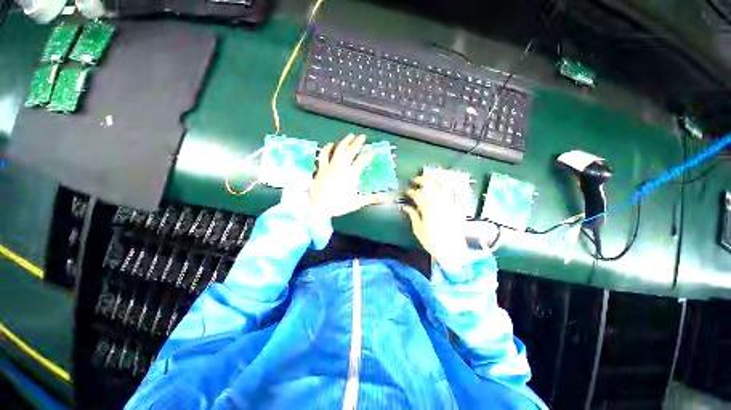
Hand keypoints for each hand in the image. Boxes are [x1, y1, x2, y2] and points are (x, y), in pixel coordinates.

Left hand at [310, 134, 388, 218]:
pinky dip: (327, 148)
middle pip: (350, 151)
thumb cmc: (339, 205)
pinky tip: (330, 144)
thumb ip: (371, 198)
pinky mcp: (321, 169)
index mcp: (351, 175)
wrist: (319, 208)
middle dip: (357, 143)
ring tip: (350, 136)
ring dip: (344, 142)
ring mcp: (330, 166)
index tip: (373, 151)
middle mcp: (341, 167)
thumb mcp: (357, 202)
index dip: (368, 155)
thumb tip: (384, 198)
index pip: (362, 161)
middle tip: (362, 136)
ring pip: (338, 150)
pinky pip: (323, 155)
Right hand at [402, 176, 471, 272]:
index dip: (411, 191)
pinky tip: (445, 185)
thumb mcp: (418, 230)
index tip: (407, 191)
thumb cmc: (432, 242)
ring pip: (443, 186)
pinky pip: (455, 193)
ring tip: (430, 177)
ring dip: (436, 179)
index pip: (417, 195)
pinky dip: (449, 187)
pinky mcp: (457, 207)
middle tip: (416, 179)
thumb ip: (413, 216)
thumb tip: (405, 207)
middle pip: (431, 185)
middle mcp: (439, 204)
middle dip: (422, 179)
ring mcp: (450, 204)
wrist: (452, 251)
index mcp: (427, 210)